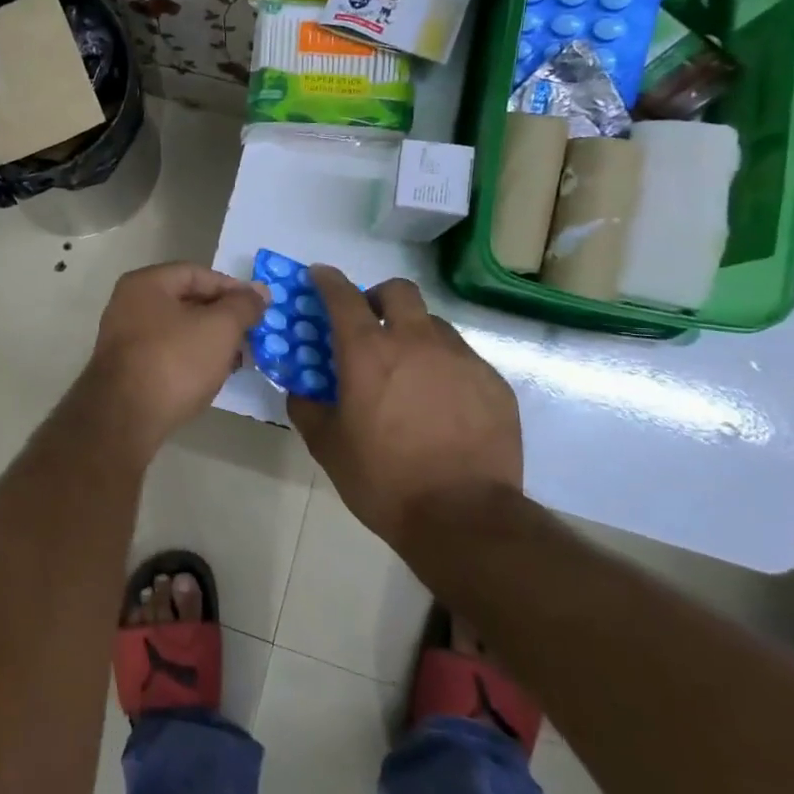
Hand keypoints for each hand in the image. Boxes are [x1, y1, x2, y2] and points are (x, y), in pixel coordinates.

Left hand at [83, 263, 268, 443]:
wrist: (125, 417)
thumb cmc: (175, 361)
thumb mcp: (220, 328)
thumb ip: (243, 305)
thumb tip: (259, 292)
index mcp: (146, 283)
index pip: (197, 273)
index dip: (232, 287)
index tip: (259, 307)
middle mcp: (129, 305)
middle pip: (186, 301)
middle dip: (222, 317)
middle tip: (252, 334)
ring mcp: (124, 338)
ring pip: (177, 330)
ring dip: (209, 341)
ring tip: (238, 358)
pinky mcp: (126, 370)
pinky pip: (166, 354)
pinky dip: (191, 359)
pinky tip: (212, 376)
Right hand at [287, 267, 522, 544]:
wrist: (464, 517)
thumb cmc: (384, 479)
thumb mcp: (328, 446)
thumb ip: (307, 407)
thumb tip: (300, 389)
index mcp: (368, 352)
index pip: (342, 296)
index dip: (327, 280)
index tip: (319, 276)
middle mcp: (416, 341)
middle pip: (398, 290)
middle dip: (378, 296)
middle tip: (370, 323)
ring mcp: (460, 359)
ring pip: (434, 324)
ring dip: (414, 333)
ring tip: (409, 371)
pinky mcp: (493, 383)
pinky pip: (463, 359)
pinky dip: (444, 367)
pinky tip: (441, 404)